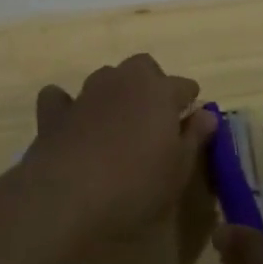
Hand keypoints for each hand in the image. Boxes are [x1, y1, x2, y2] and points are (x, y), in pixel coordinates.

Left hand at [27, 54, 216, 245]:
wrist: (68, 197)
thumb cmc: (135, 186)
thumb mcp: (178, 171)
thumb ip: (194, 138)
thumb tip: (207, 114)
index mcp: (159, 91)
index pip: (183, 85)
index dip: (189, 100)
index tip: (192, 118)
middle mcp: (124, 81)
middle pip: (143, 67)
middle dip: (151, 83)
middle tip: (154, 115)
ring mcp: (87, 93)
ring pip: (105, 77)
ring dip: (114, 92)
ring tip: (117, 122)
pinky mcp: (55, 112)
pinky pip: (60, 98)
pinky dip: (67, 106)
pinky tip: (70, 124)